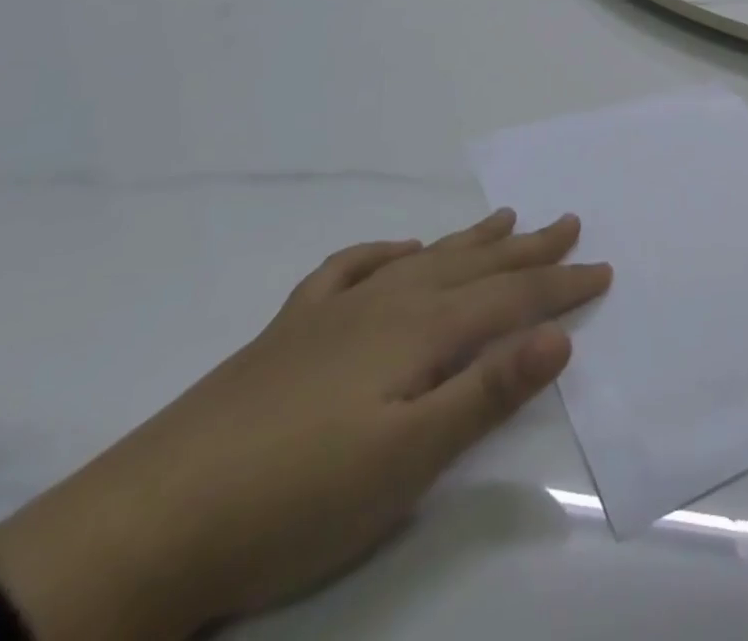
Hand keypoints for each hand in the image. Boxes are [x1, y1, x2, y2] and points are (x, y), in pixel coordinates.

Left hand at [0, 211, 610, 640]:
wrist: (143, 529)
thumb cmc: (294, 500)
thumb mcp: (408, 460)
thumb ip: (488, 393)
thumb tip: (559, 335)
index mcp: (420, 332)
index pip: (511, 298)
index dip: (561, 286)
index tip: (604, 270)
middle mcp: (385, 305)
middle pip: (474, 267)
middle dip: (528, 249)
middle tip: (569, 221)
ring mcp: (333, 314)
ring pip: (423, 261)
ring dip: (470, 240)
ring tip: (505, 219)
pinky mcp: (288, 334)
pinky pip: (348, 272)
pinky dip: (382, 254)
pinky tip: (396, 251)